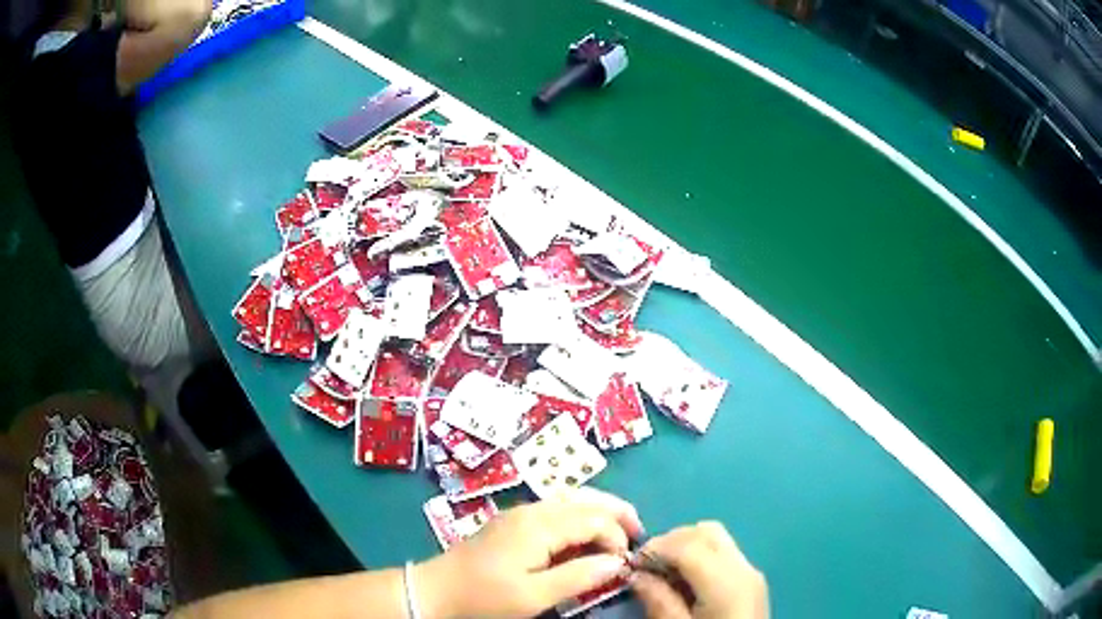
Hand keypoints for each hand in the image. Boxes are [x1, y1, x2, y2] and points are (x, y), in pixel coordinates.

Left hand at [416, 488, 643, 618]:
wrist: (438, 589)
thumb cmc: (486, 597)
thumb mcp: (534, 596)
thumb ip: (579, 577)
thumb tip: (618, 562)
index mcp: (539, 525)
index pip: (594, 518)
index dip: (617, 537)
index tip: (625, 564)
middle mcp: (532, 510)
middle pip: (585, 498)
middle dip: (616, 511)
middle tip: (639, 530)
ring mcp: (520, 512)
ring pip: (570, 498)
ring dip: (599, 509)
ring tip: (620, 528)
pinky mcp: (512, 521)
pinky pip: (555, 508)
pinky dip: (579, 514)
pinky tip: (584, 533)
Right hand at [632, 522, 767, 618]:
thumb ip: (659, 601)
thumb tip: (637, 575)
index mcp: (726, 582)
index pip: (687, 544)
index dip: (655, 548)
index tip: (630, 565)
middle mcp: (743, 568)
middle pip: (706, 532)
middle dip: (671, 541)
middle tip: (646, 565)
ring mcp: (751, 572)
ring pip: (717, 538)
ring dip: (686, 545)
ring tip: (663, 571)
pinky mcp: (752, 581)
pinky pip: (724, 553)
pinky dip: (700, 555)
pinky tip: (685, 579)